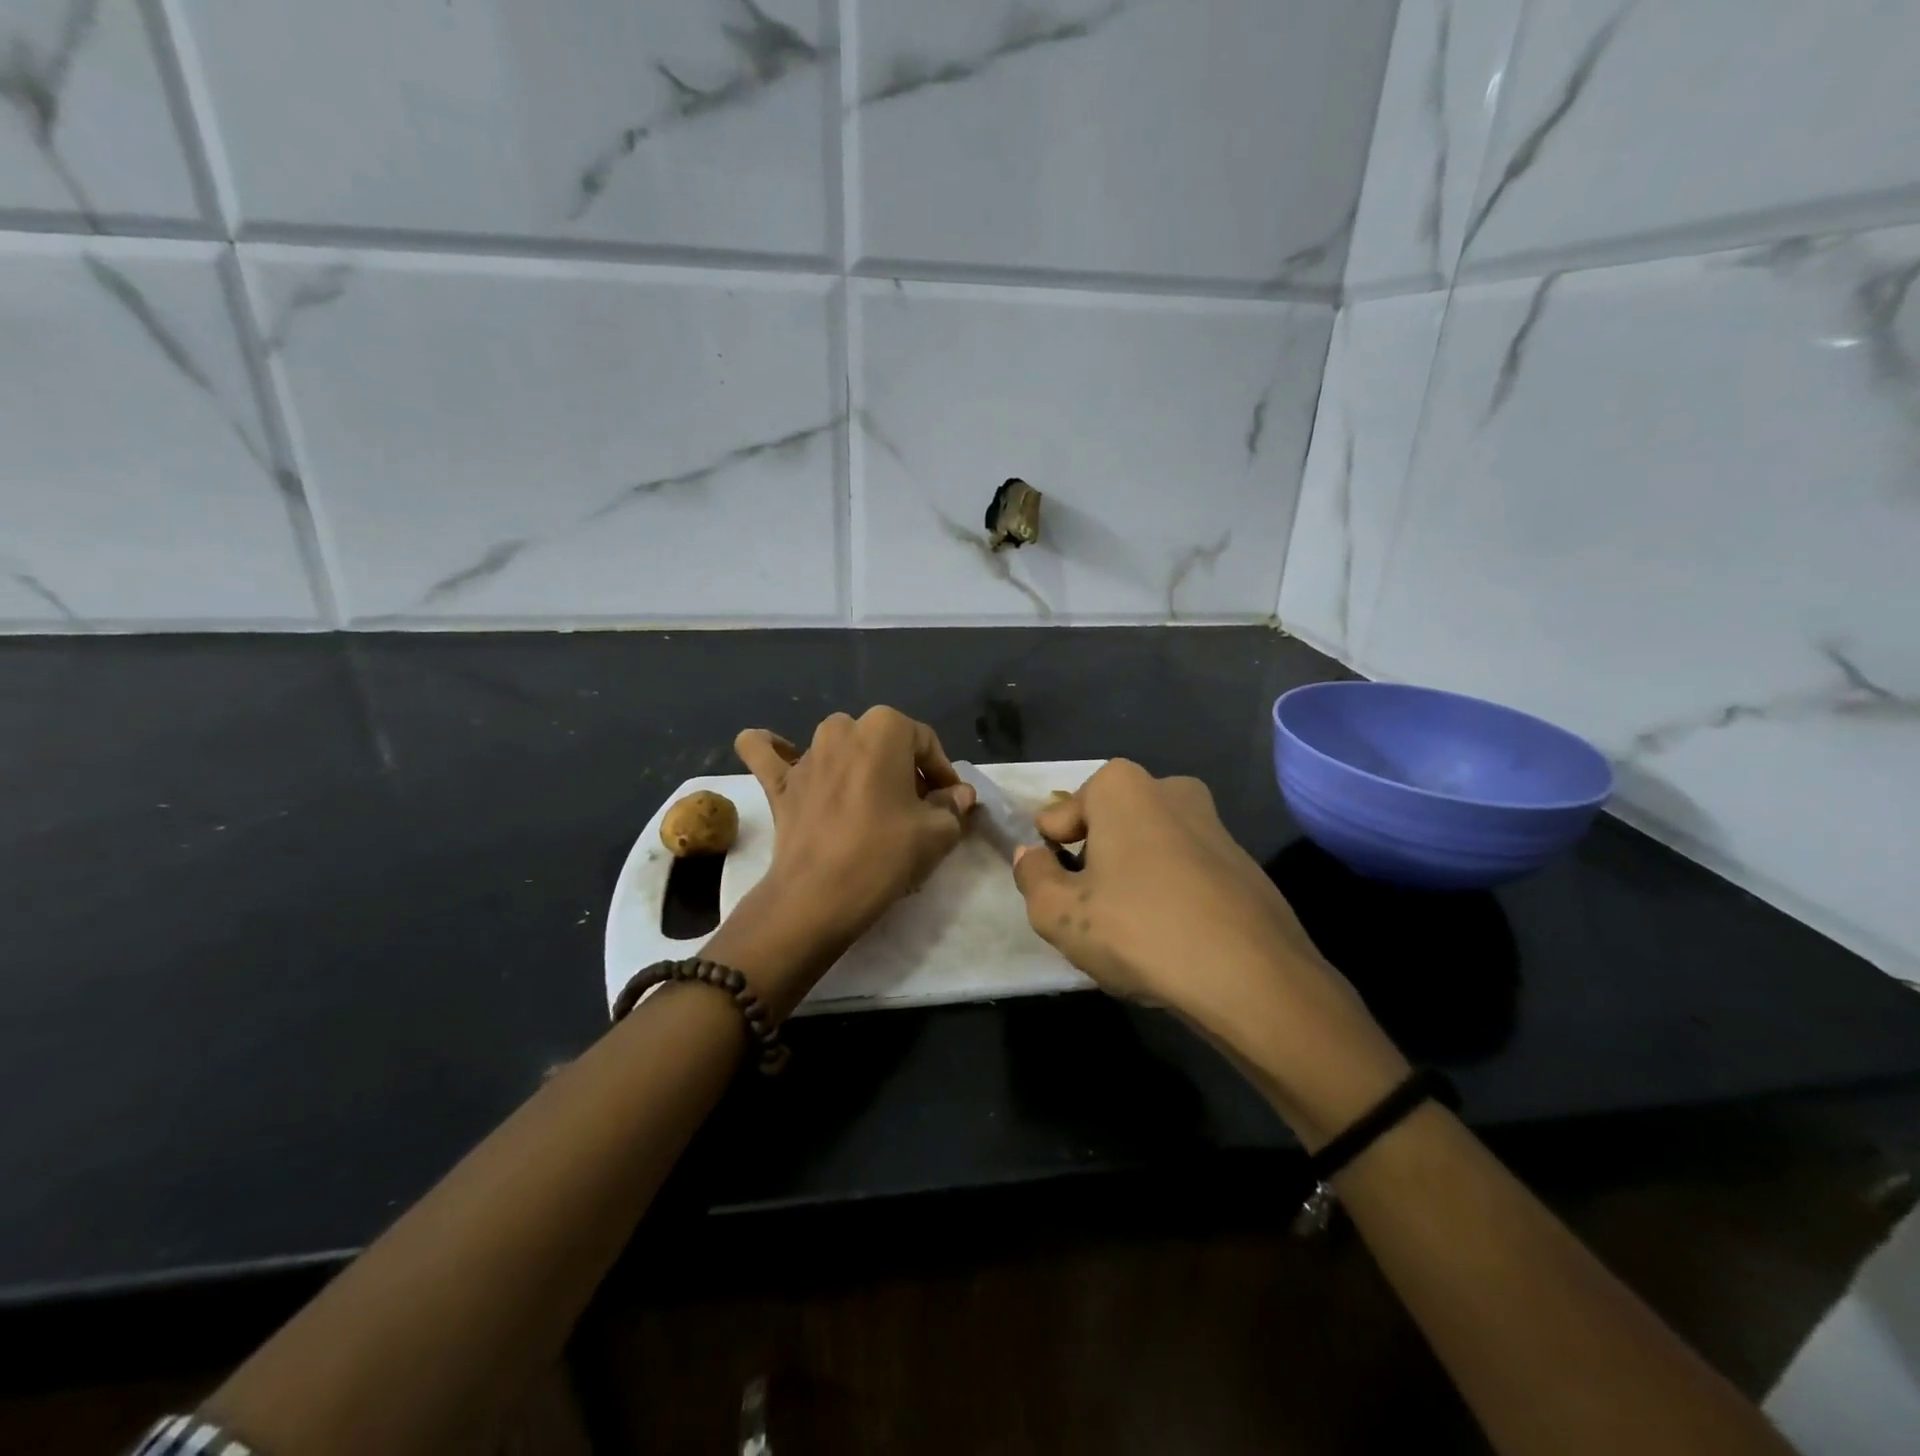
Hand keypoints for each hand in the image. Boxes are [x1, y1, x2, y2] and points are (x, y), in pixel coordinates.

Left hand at [715, 708, 975, 1017]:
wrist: (818, 897)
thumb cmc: (884, 854)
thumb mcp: (937, 833)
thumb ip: (952, 806)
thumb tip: (958, 796)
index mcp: (885, 728)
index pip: (925, 743)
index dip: (943, 773)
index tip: (950, 803)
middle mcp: (842, 728)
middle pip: (883, 743)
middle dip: (902, 769)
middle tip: (915, 809)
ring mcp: (805, 753)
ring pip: (837, 746)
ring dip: (854, 764)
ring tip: (870, 801)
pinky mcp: (777, 782)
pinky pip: (767, 754)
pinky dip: (774, 750)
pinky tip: (784, 756)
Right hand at [1010, 760, 1406, 1141]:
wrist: (1253, 979)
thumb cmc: (1140, 930)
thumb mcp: (1060, 913)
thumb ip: (1032, 877)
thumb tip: (1031, 856)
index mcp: (1121, 786)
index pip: (1058, 817)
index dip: (1050, 858)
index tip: (1060, 896)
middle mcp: (1170, 789)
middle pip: (1106, 828)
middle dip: (1092, 864)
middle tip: (1092, 915)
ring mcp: (1213, 823)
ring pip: (1146, 850)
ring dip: (1130, 880)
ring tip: (1132, 933)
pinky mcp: (1243, 861)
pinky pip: (1184, 871)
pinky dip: (1169, 895)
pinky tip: (1172, 939)